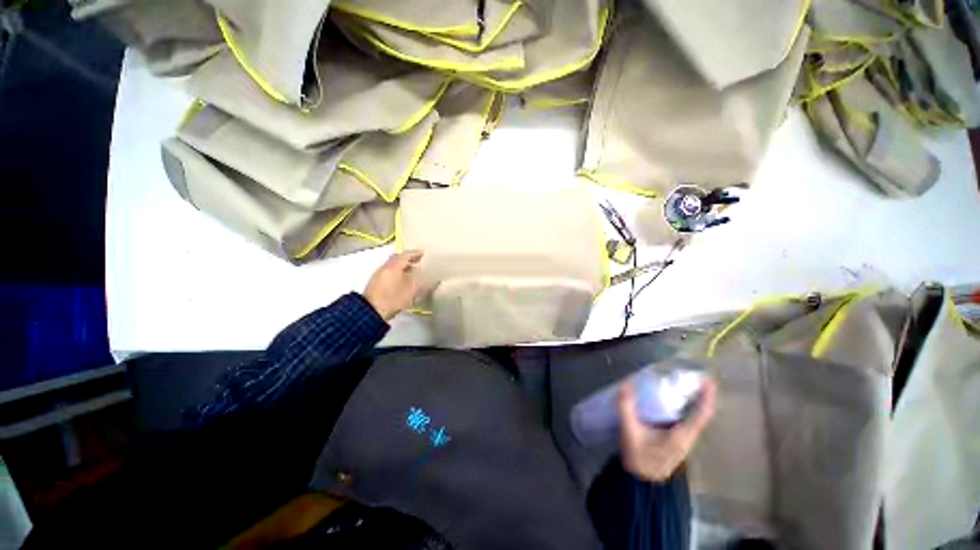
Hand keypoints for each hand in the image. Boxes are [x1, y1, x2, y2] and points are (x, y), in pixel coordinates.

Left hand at [363, 250, 423, 320]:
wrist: (371, 312)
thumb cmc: (393, 299)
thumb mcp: (411, 290)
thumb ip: (421, 281)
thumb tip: (427, 275)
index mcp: (393, 266)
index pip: (405, 254)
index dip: (416, 253)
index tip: (424, 254)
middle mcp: (385, 267)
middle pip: (398, 259)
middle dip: (410, 259)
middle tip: (420, 261)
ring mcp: (379, 275)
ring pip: (394, 266)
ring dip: (404, 267)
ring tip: (415, 272)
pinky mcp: (377, 284)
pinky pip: (391, 273)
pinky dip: (399, 273)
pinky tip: (405, 280)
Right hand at [618, 376, 716, 481]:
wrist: (640, 481)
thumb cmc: (639, 458)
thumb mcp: (630, 432)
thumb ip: (626, 408)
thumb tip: (625, 385)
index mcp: (681, 436)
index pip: (702, 414)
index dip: (707, 397)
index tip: (708, 379)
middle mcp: (688, 438)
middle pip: (701, 414)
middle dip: (700, 394)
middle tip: (691, 376)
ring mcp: (684, 440)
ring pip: (694, 417)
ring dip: (693, 400)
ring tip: (684, 383)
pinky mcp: (677, 441)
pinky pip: (686, 420)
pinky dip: (685, 408)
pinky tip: (673, 400)